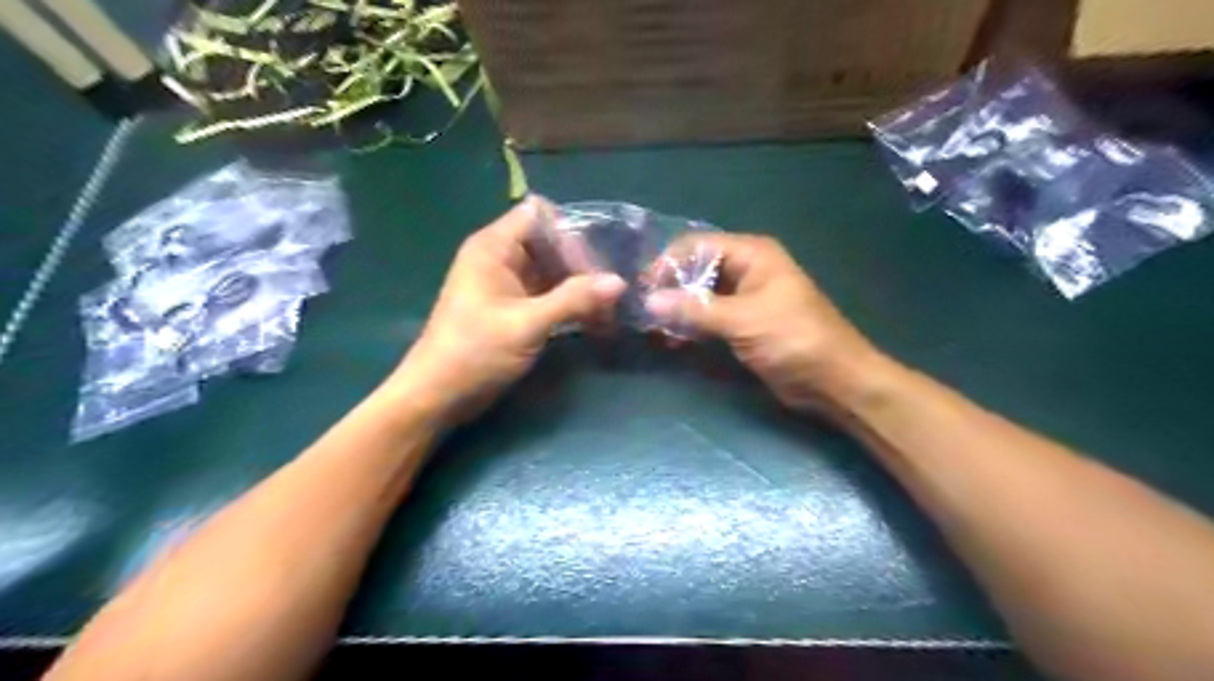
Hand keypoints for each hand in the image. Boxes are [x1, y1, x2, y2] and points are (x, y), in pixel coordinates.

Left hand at [395, 200, 629, 425]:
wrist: (439, 394)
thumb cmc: (475, 352)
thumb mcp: (528, 324)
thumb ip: (574, 300)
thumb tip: (619, 282)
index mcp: (494, 247)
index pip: (539, 215)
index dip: (570, 231)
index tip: (597, 258)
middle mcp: (501, 258)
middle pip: (550, 244)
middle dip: (582, 262)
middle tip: (613, 287)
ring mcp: (508, 284)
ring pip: (552, 272)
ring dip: (580, 286)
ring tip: (613, 305)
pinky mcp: (514, 309)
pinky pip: (548, 295)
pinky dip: (570, 304)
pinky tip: (597, 319)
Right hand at [644, 233, 884, 411]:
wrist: (833, 381)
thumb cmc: (793, 339)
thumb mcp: (742, 320)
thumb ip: (694, 310)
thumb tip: (649, 301)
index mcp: (751, 255)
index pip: (697, 246)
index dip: (668, 264)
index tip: (643, 290)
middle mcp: (746, 270)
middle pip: (696, 270)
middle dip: (670, 290)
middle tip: (645, 315)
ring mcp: (744, 298)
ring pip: (699, 296)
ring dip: (677, 311)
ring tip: (655, 331)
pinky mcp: (743, 324)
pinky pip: (708, 317)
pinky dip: (691, 326)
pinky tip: (674, 341)